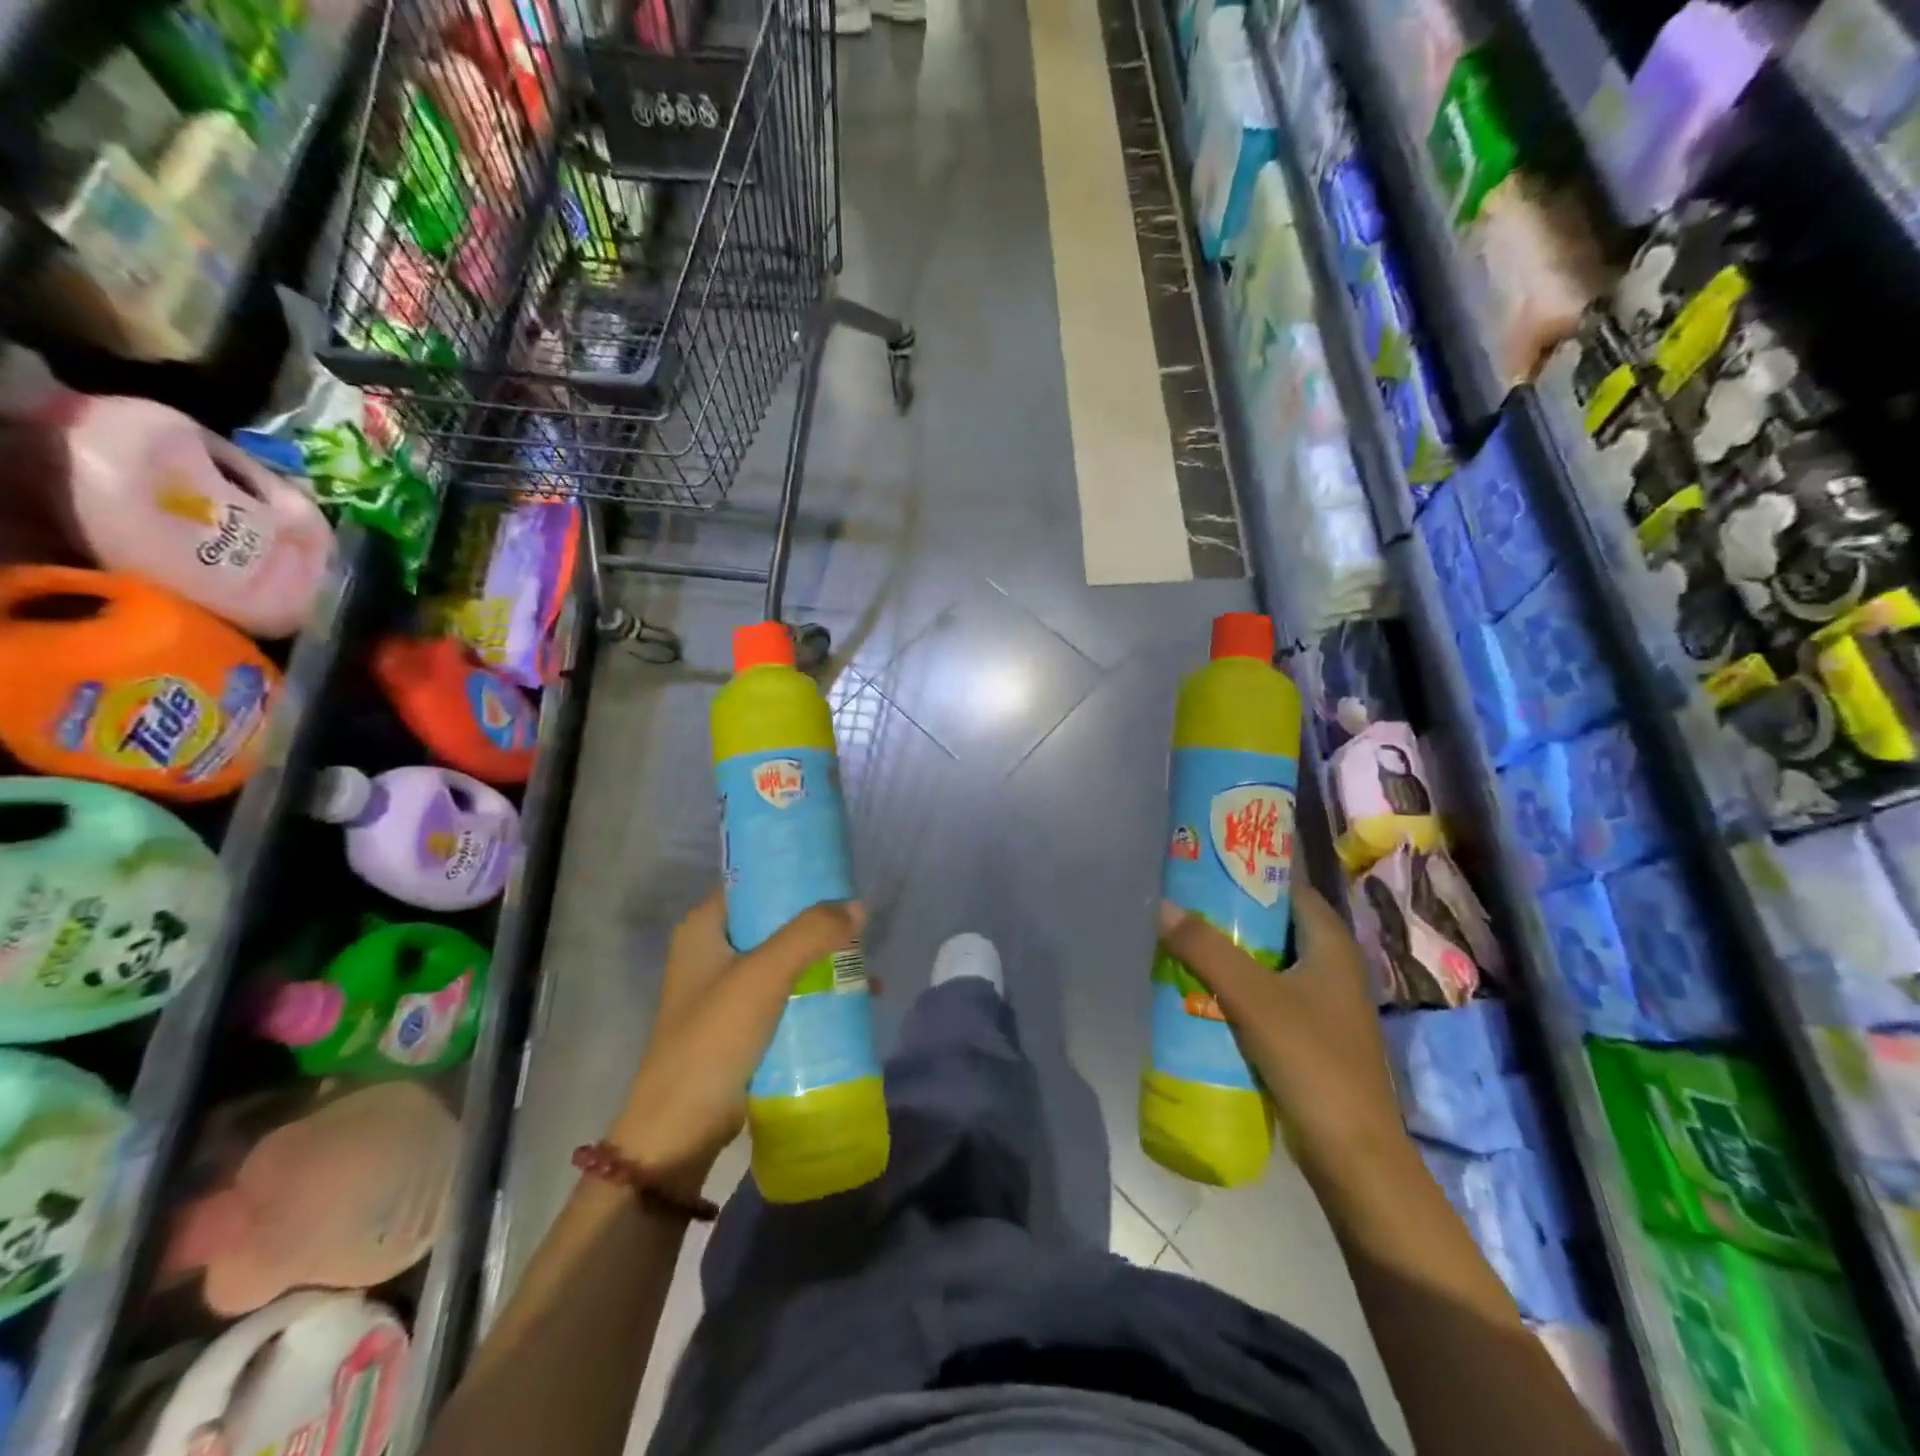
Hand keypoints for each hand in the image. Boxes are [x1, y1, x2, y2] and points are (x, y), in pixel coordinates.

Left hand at [609, 892, 865, 1197]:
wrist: (677, 1133)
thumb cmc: (712, 1041)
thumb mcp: (762, 978)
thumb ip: (809, 935)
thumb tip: (859, 905)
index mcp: (704, 928)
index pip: (755, 883)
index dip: (795, 876)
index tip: (839, 877)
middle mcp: (714, 951)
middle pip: (776, 921)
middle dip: (820, 923)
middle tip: (862, 924)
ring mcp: (728, 989)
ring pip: (787, 958)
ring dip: (824, 960)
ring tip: (867, 966)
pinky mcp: (743, 1023)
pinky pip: (788, 992)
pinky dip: (817, 991)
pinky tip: (854, 1000)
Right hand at [1157, 884, 1406, 1181]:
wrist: (1353, 1156)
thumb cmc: (1312, 1061)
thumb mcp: (1253, 998)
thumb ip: (1207, 950)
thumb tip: (1164, 906)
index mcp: (1331, 946)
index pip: (1288, 889)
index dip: (1249, 875)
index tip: (1204, 869)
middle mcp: (1331, 967)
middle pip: (1274, 925)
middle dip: (1229, 916)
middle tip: (1182, 908)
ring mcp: (1322, 1004)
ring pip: (1268, 963)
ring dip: (1230, 955)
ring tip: (1182, 945)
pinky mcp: (1310, 1036)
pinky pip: (1267, 996)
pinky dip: (1237, 989)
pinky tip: (1203, 994)